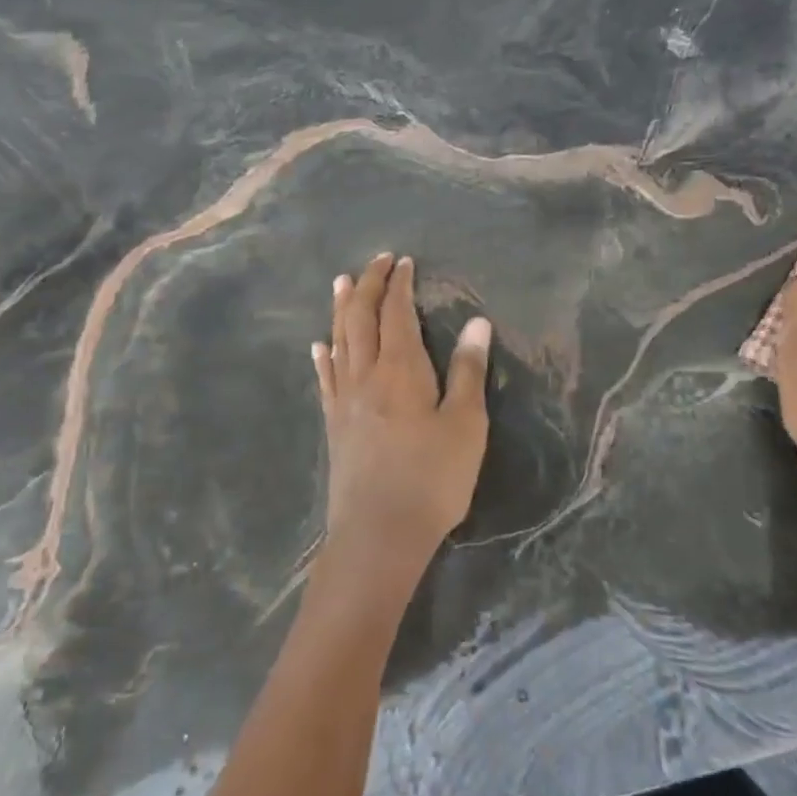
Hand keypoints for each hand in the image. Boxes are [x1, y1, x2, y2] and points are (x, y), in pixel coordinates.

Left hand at [313, 253, 493, 578]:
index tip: (402, 262)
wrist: (378, 534)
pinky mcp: (334, 425)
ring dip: (341, 309)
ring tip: (341, 284)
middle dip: (367, 285)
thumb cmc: (432, 478)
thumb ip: (469, 370)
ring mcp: (344, 400)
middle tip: (375, 261)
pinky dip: (324, 355)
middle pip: (360, 318)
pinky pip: (326, 378)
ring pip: (339, 341)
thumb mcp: (466, 425)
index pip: (396, 313)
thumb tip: (477, 322)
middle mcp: (366, 375)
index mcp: (401, 369)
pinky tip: (319, 346)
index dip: (398, 284)